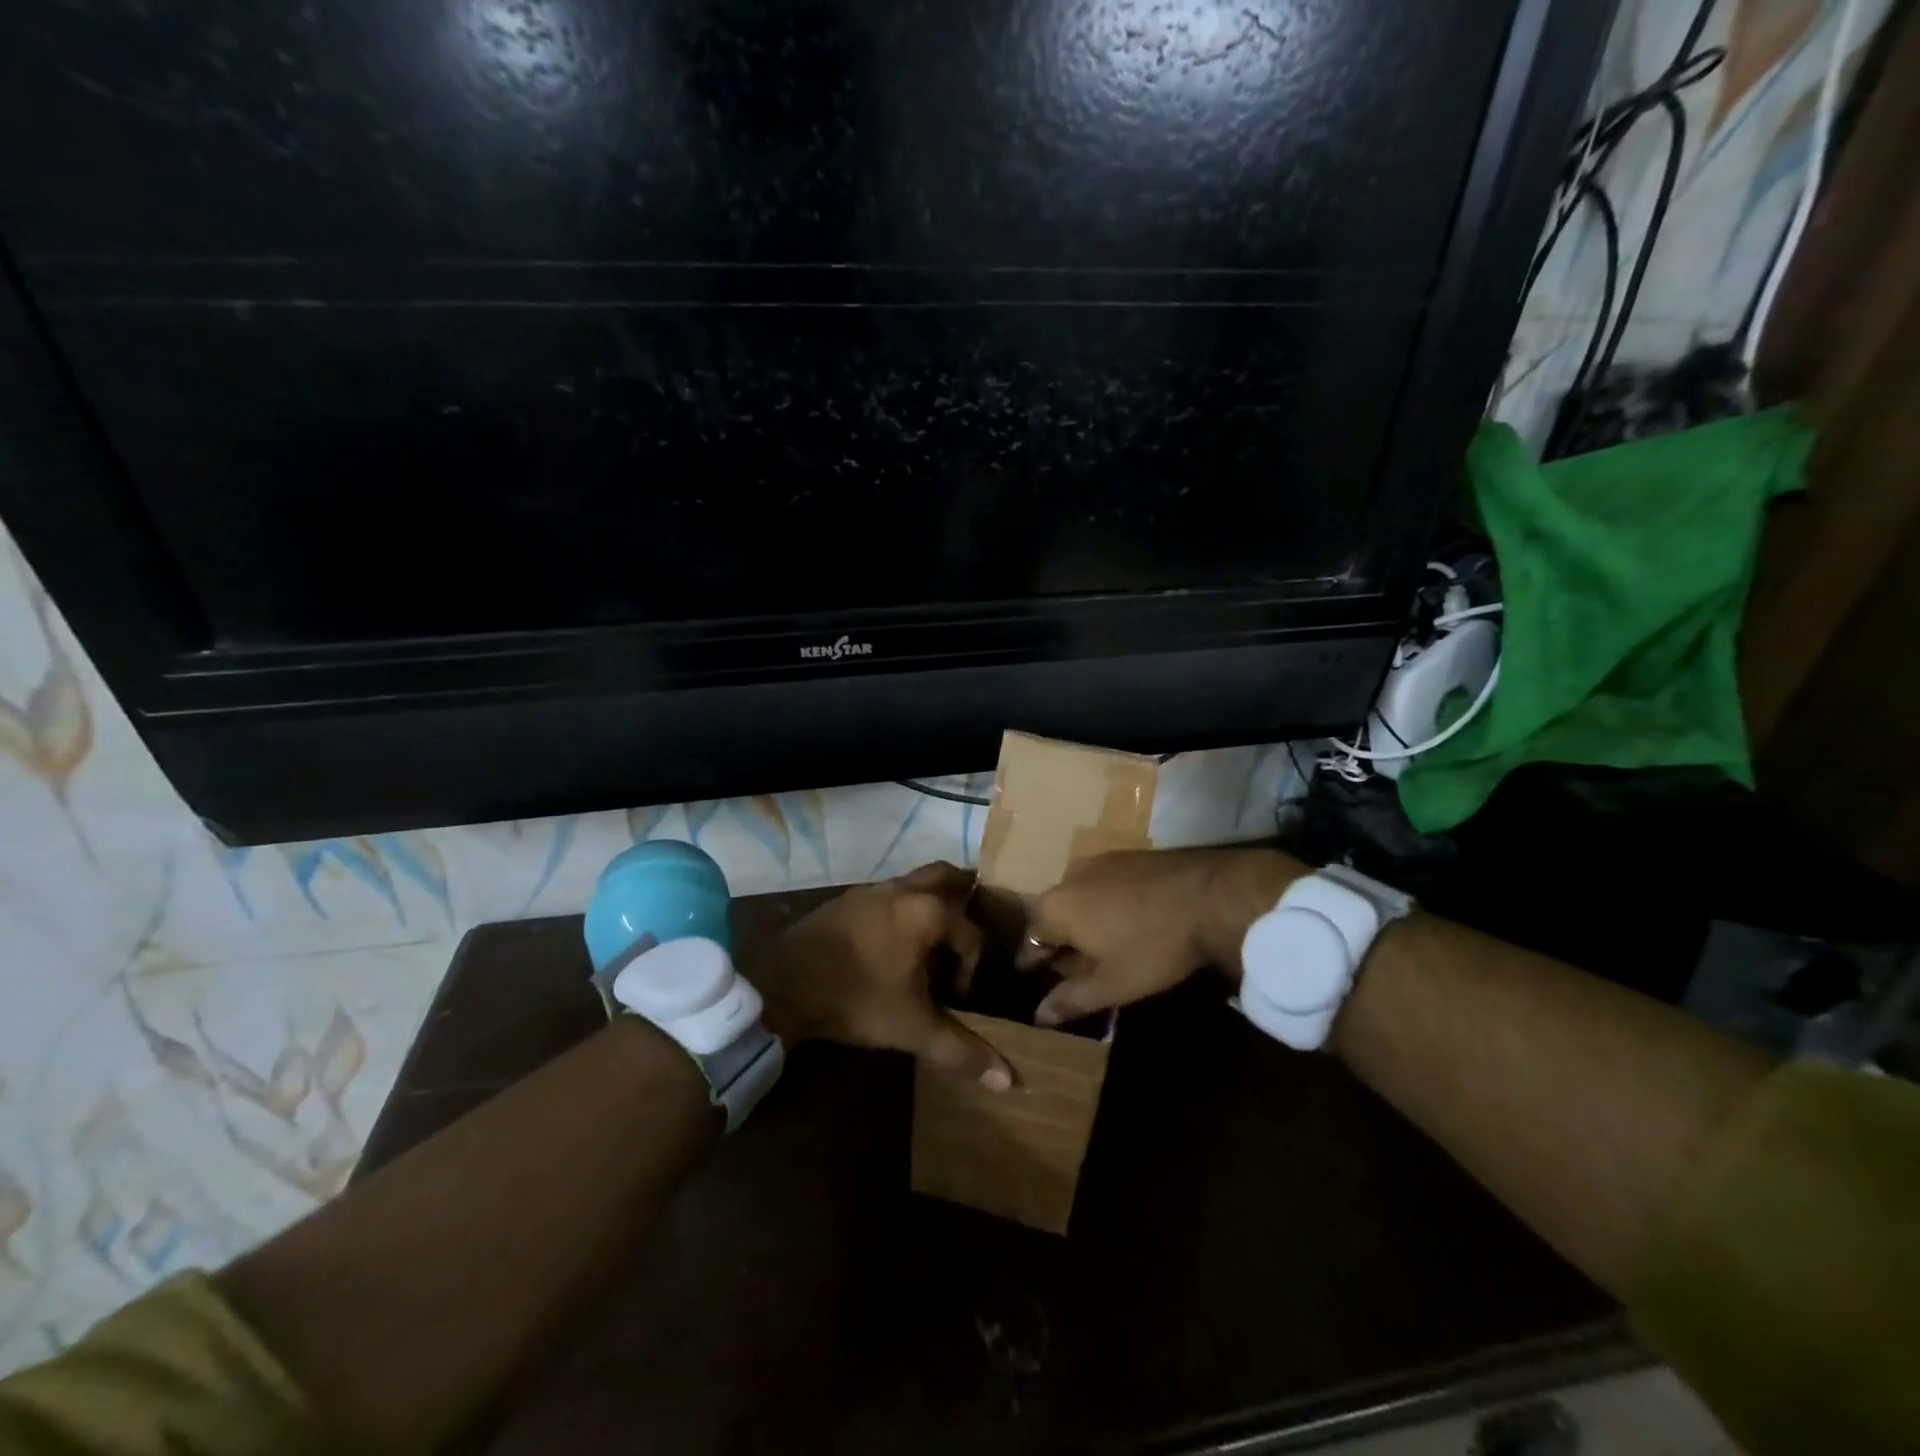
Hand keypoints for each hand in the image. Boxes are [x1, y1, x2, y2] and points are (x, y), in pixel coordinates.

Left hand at [753, 863, 1013, 1090]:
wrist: (783, 983)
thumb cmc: (857, 999)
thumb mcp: (912, 1028)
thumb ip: (961, 1050)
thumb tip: (1009, 1081)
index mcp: (928, 912)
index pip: (971, 933)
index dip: (971, 968)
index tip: (956, 997)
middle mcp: (904, 889)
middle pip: (948, 877)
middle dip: (964, 897)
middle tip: (968, 930)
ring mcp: (872, 889)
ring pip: (915, 881)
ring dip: (931, 901)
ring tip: (933, 938)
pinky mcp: (847, 898)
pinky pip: (887, 893)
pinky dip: (902, 907)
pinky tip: (892, 940)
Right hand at [1016, 848, 1307, 1024]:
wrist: (1210, 895)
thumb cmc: (1152, 946)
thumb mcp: (1111, 985)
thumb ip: (1070, 1000)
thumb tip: (1039, 1016)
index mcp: (1054, 908)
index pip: (1029, 941)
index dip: (1032, 964)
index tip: (1032, 980)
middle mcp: (1068, 877)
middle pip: (1053, 917)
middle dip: (1061, 943)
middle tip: (1075, 970)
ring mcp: (1099, 862)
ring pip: (1079, 899)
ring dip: (1085, 923)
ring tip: (1103, 947)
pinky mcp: (1127, 856)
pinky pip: (1104, 886)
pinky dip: (1106, 906)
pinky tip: (1128, 922)